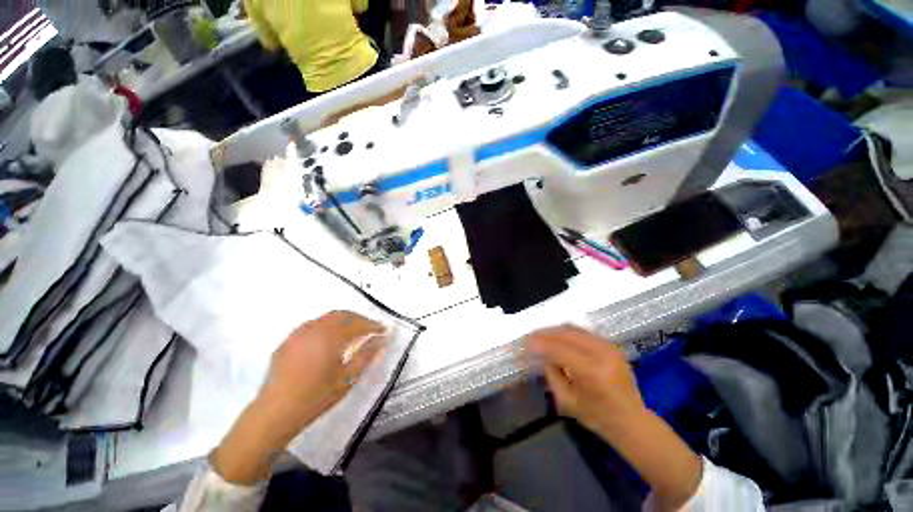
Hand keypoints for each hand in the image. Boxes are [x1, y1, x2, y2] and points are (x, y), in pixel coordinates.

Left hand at [212, 311, 385, 484]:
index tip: (384, 329)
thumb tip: (382, 340)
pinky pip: (312, 325)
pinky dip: (326, 326)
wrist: (275, 413)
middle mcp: (315, 328)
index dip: (373, 325)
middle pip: (342, 315)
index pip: (358, 324)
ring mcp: (299, 333)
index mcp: (331, 336)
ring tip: (352, 330)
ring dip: (343, 320)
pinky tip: (327, 338)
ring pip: (326, 317)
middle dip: (359, 318)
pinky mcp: (288, 341)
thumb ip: (367, 355)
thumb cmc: (316, 396)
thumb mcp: (348, 378)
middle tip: (370, 328)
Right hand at [526, 325, 701, 510]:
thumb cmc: (597, 417)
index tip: (525, 342)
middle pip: (566, 333)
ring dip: (554, 330)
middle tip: (531, 336)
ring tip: (541, 335)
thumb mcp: (567, 401)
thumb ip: (552, 373)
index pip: (559, 349)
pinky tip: (557, 336)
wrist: (632, 420)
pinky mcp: (611, 344)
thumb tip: (540, 353)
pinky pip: (583, 331)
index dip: (540, 344)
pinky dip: (567, 331)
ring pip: (574, 328)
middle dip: (545, 333)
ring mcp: (609, 346)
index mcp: (592, 372)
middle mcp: (602, 354)